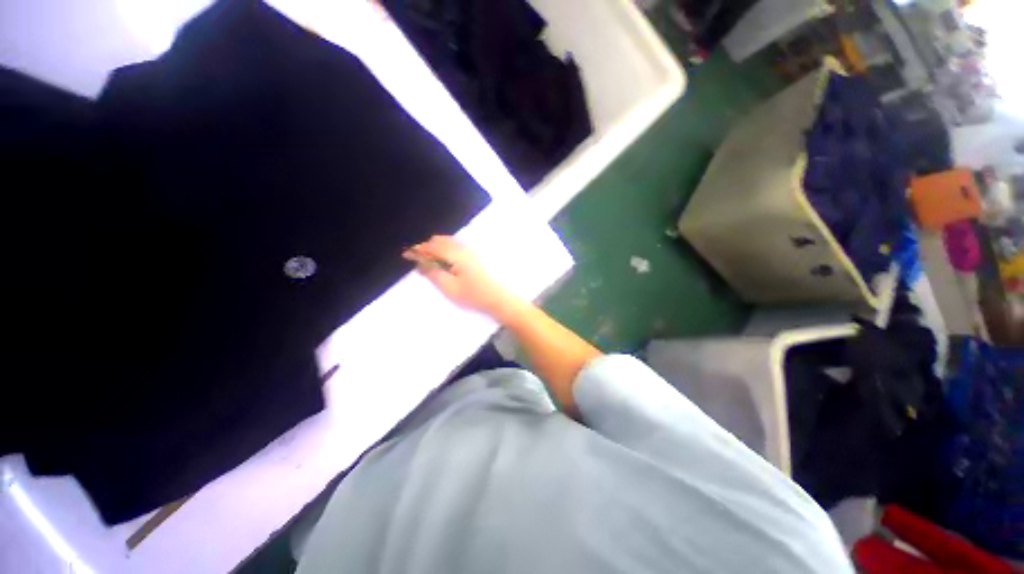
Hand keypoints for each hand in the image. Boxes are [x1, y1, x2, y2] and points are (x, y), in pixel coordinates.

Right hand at [403, 236, 521, 318]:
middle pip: (441, 240)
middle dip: (427, 247)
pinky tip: (446, 262)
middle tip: (418, 259)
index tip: (406, 255)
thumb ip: (433, 274)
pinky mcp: (478, 256)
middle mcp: (465, 248)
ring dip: (438, 248)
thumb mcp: (450, 288)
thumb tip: (420, 263)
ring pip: (450, 243)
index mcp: (456, 254)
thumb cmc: (474, 296)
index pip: (432, 246)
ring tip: (430, 262)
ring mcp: (473, 251)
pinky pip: (457, 247)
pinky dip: (447, 250)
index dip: (418, 249)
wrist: (502, 299)